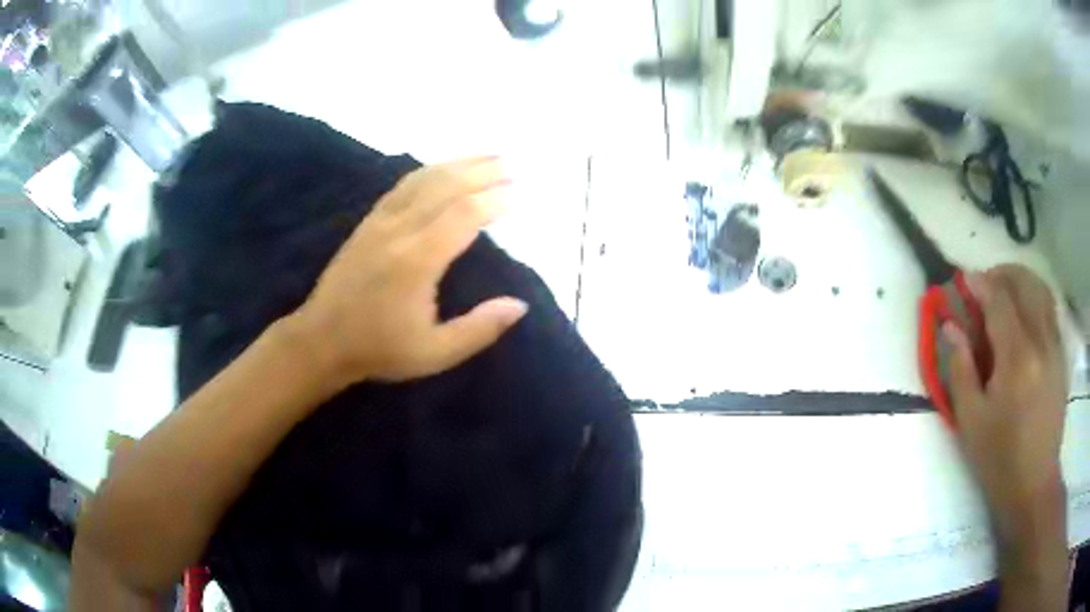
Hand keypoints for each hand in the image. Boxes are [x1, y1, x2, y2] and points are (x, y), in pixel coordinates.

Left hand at [288, 157, 527, 385]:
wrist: (321, 340)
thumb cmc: (379, 349)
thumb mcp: (434, 353)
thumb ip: (479, 329)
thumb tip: (519, 305)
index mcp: (417, 261)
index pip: (464, 215)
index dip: (495, 200)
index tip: (521, 196)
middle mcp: (399, 230)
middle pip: (446, 185)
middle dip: (482, 171)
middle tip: (513, 165)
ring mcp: (380, 221)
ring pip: (424, 178)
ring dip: (459, 163)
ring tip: (488, 156)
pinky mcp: (368, 221)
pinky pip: (403, 185)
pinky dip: (430, 170)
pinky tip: (443, 168)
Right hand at [943, 264, 1067, 543]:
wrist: (1034, 484)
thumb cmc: (999, 459)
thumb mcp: (971, 421)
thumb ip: (960, 368)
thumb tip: (950, 326)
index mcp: (1017, 359)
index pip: (999, 301)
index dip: (980, 284)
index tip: (964, 280)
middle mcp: (1041, 342)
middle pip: (1025, 283)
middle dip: (1002, 274)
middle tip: (984, 284)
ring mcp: (1056, 347)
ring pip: (1042, 290)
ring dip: (1021, 281)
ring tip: (1005, 292)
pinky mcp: (1062, 356)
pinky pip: (1050, 310)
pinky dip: (1035, 299)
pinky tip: (1025, 316)